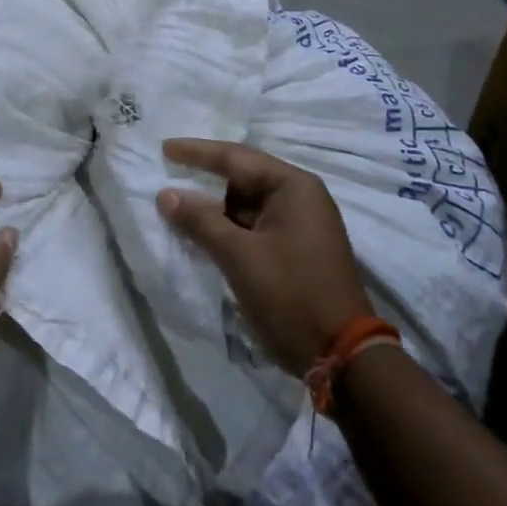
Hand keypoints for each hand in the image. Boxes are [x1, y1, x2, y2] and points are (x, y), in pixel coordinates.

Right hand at [158, 139, 373, 374]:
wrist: (342, 356)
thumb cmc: (291, 295)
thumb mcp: (239, 256)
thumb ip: (200, 221)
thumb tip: (166, 194)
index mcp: (293, 187)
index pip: (236, 158)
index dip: (197, 152)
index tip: (164, 148)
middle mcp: (300, 198)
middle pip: (243, 178)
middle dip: (204, 179)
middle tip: (167, 173)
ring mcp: (300, 225)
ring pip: (246, 205)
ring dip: (213, 207)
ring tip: (175, 205)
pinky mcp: (295, 250)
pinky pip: (253, 226)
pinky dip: (227, 227)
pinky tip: (200, 232)